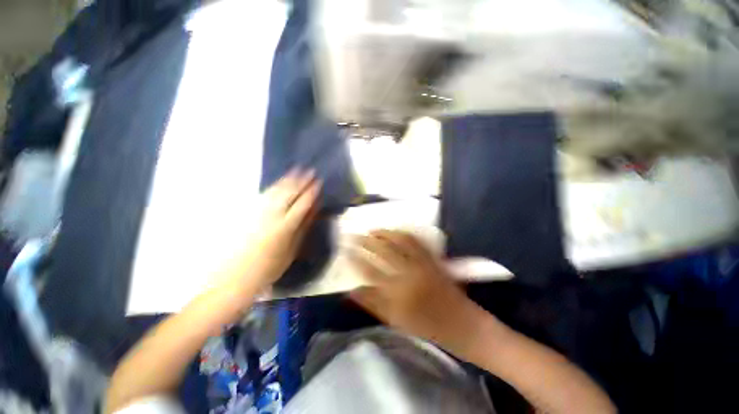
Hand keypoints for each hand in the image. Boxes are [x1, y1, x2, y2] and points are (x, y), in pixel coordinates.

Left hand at [237, 169, 320, 288]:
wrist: (238, 275)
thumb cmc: (271, 266)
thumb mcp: (293, 249)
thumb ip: (303, 227)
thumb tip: (313, 210)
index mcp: (285, 226)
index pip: (302, 203)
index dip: (311, 192)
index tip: (318, 182)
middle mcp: (272, 216)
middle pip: (289, 193)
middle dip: (300, 181)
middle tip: (310, 170)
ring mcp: (259, 213)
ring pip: (276, 191)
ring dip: (287, 180)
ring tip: (296, 171)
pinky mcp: (250, 214)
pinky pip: (265, 196)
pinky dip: (274, 187)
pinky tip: (279, 183)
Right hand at [349, 230, 478, 348]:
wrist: (462, 324)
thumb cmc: (426, 326)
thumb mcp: (395, 321)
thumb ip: (372, 303)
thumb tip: (351, 290)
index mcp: (397, 293)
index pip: (369, 270)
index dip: (355, 259)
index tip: (346, 250)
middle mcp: (409, 273)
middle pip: (383, 251)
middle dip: (366, 241)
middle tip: (355, 235)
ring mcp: (422, 263)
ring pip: (399, 241)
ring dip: (384, 233)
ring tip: (372, 229)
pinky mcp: (433, 259)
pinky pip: (416, 241)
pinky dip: (403, 233)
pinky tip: (395, 231)